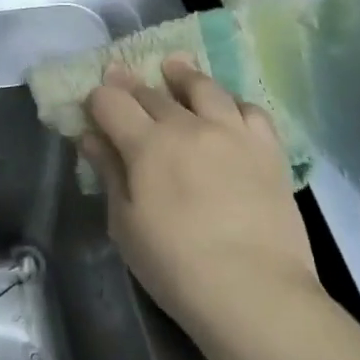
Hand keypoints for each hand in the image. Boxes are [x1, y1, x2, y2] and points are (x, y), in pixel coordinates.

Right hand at [80, 57, 317, 347]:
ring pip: (204, 88)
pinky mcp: (268, 149)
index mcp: (147, 144)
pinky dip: (232, 102)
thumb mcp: (126, 225)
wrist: (255, 292)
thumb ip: (109, 174)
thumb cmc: (176, 267)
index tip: (93, 104)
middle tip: (122, 78)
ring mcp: (232, 132)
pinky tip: (227, 107)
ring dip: (183, 75)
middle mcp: (188, 126)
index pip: (111, 102)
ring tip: (175, 67)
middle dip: (131, 85)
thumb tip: (91, 138)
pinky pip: (250, 109)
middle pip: (153, 92)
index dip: (97, 99)